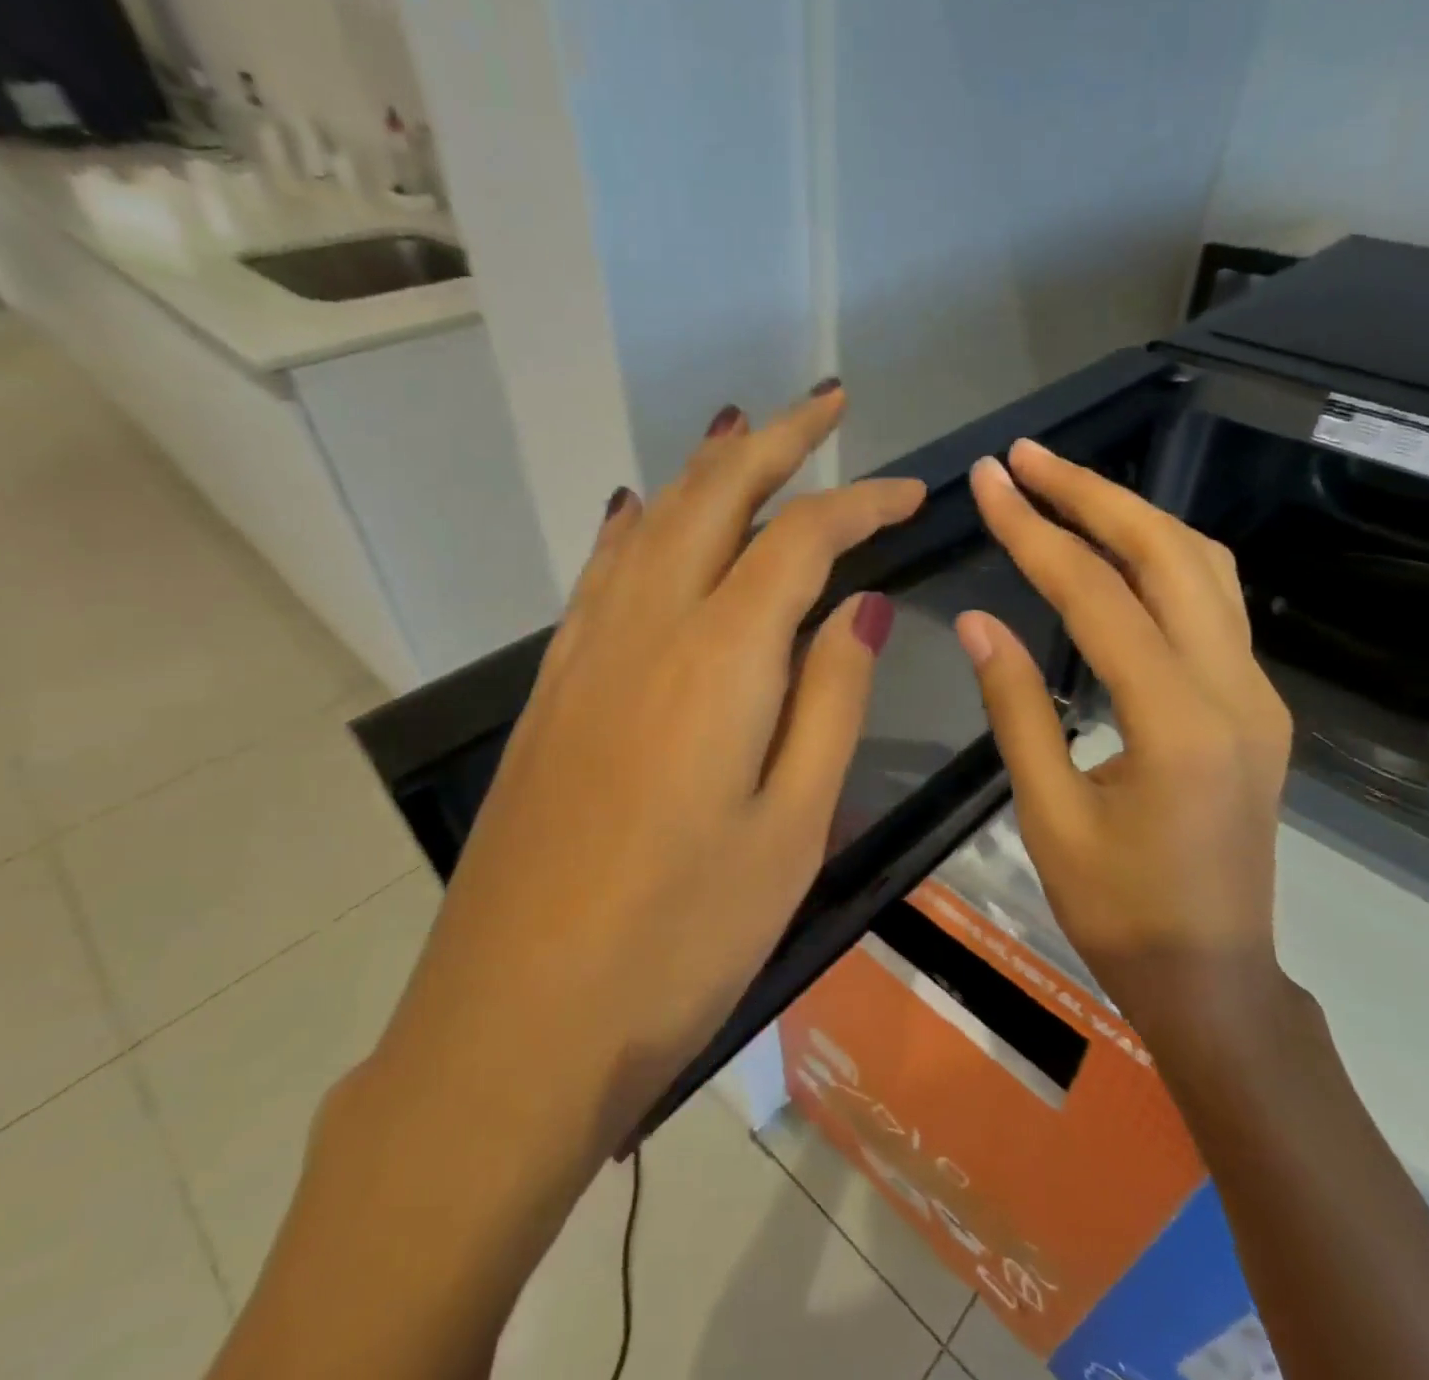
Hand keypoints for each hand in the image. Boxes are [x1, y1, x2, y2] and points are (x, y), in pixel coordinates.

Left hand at [376, 384, 923, 1146]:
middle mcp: (645, 629)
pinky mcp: (552, 690)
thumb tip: (858, 604)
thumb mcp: (793, 828)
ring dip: (705, 470)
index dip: (861, 503)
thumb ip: (831, 700)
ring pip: (650, 524)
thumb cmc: (681, 939)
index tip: (910, 493)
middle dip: (777, 442)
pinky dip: (639, 526)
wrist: (518, 1023)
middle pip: (713, 498)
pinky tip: (648, 514)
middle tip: (829, 404)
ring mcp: (585, 654)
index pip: (802, 541)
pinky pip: (603, 574)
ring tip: (746, 435)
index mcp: (719, 659)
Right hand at [955, 438, 1293, 1045]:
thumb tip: (977, 620)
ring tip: (1065, 487)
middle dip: (1093, 494)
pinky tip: (1114, 553)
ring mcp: (1257, 693)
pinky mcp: (1256, 705)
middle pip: (1168, 554)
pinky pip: (1212, 605)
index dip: (1035, 530)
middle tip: (1026, 459)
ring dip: (1133, 516)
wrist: (1216, 980)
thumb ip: (1016, 706)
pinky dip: (1159, 559)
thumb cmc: (1119, 913)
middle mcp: (1234, 689)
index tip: (988, 480)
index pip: (1096, 595)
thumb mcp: (1048, 814)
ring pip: (1204, 569)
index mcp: (1176, 722)